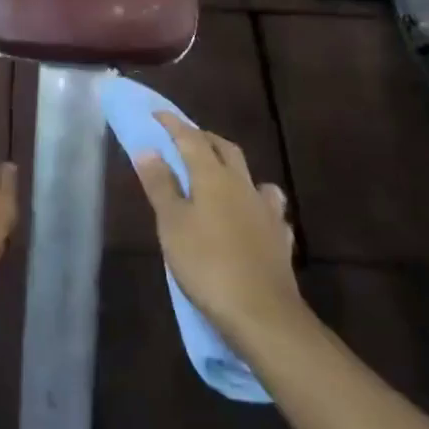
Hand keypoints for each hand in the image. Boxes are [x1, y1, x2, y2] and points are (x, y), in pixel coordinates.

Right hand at [135, 111, 302, 347]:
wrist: (263, 314)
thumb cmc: (208, 264)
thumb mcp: (172, 225)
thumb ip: (160, 185)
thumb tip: (148, 149)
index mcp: (213, 176)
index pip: (191, 138)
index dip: (174, 124)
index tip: (158, 115)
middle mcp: (243, 185)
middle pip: (225, 149)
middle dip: (204, 139)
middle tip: (185, 140)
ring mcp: (267, 211)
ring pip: (252, 176)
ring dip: (234, 168)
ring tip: (222, 176)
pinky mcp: (280, 238)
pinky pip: (270, 210)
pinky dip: (257, 205)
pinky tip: (253, 217)